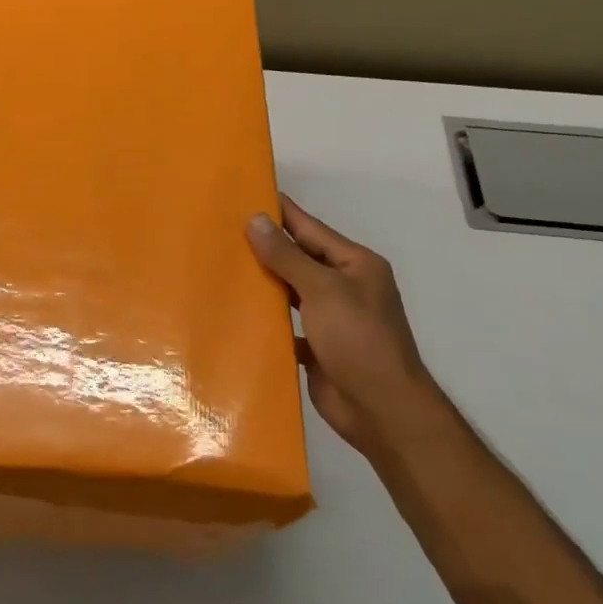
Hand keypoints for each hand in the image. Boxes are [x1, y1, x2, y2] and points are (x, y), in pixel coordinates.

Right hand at [246, 195, 447, 453]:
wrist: (381, 409)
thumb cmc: (358, 340)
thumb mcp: (322, 290)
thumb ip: (287, 256)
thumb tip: (256, 219)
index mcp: (355, 265)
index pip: (310, 228)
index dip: (280, 212)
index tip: (247, 194)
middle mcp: (345, 286)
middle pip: (299, 258)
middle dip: (265, 246)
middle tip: (221, 230)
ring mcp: (332, 318)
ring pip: (290, 291)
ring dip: (263, 281)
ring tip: (221, 266)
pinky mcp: (318, 347)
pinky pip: (286, 324)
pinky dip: (266, 318)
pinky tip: (236, 313)